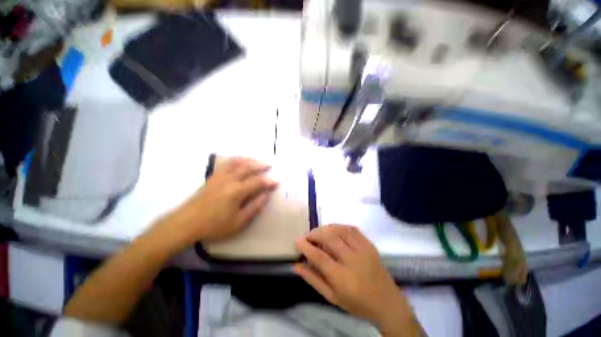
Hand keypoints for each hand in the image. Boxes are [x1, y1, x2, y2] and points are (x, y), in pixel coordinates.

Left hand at [156, 157, 277, 248]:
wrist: (186, 223)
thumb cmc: (214, 225)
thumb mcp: (238, 221)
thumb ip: (254, 207)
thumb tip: (266, 195)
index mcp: (237, 191)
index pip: (257, 182)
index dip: (269, 181)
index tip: (277, 181)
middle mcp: (229, 179)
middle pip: (248, 167)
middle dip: (260, 165)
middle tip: (270, 165)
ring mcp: (219, 176)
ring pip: (236, 162)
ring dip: (249, 160)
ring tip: (256, 160)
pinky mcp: (212, 177)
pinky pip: (226, 164)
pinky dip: (236, 160)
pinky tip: (239, 162)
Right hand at [294, 225, 421, 335]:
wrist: (386, 302)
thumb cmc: (357, 303)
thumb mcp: (331, 297)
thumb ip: (313, 279)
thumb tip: (296, 265)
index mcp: (343, 278)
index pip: (319, 256)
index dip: (305, 246)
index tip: (296, 240)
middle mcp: (353, 260)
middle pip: (329, 237)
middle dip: (314, 233)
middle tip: (308, 237)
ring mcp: (363, 249)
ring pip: (340, 230)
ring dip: (325, 228)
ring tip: (319, 233)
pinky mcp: (369, 244)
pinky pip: (351, 228)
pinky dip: (339, 226)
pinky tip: (333, 230)